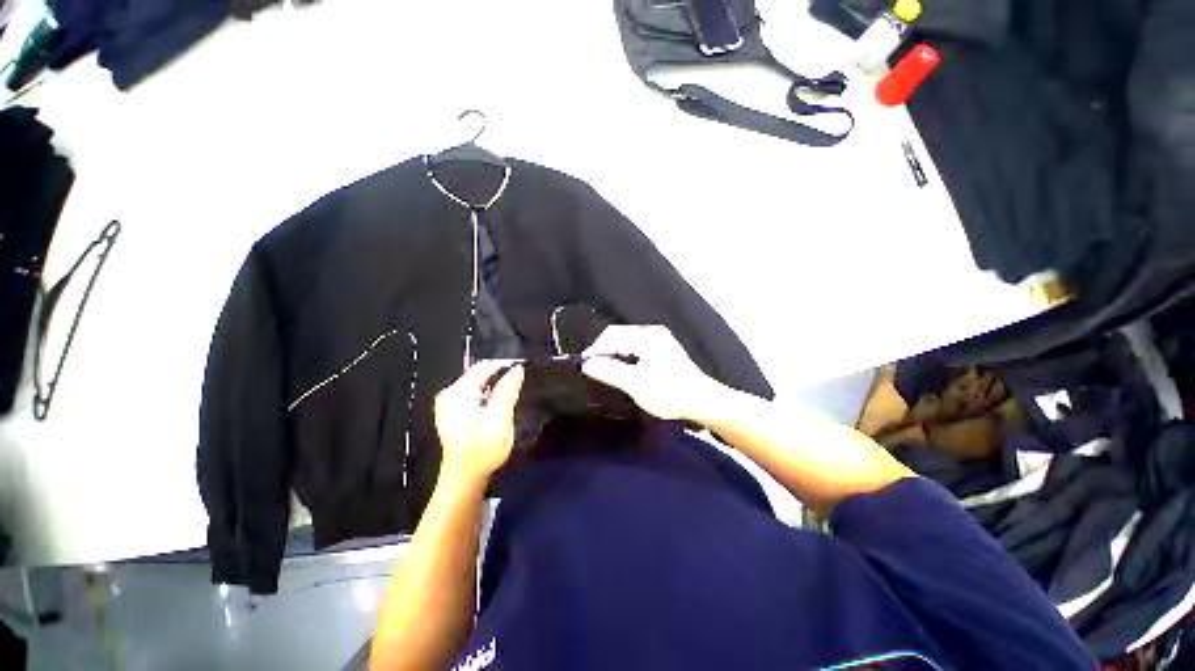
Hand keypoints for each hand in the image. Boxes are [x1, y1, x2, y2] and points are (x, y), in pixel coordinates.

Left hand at [434, 360, 524, 483]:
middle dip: (500, 375)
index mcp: (458, 394)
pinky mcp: (451, 407)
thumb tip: (517, 369)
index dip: (505, 365)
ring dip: (495, 385)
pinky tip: (497, 405)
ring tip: (510, 395)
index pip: (485, 366)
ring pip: (478, 380)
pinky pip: (474, 390)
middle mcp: (449, 392)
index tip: (523, 372)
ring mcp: (448, 400)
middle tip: (518, 386)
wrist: (464, 476)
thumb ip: (507, 393)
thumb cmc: (483, 452)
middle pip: (480, 372)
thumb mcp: (500, 422)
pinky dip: (488, 393)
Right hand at [581, 324, 723, 421]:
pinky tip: (622, 368)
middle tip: (592, 368)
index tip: (583, 365)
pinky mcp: (662, 348)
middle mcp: (652, 331)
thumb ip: (609, 372)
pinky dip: (625, 355)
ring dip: (613, 353)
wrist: (702, 400)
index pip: (611, 336)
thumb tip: (586, 364)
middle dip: (603, 350)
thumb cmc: (668, 393)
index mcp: (646, 336)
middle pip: (618, 335)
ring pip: (626, 340)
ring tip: (604, 370)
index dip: (595, 350)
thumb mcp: (635, 384)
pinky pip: (636, 346)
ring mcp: (659, 338)